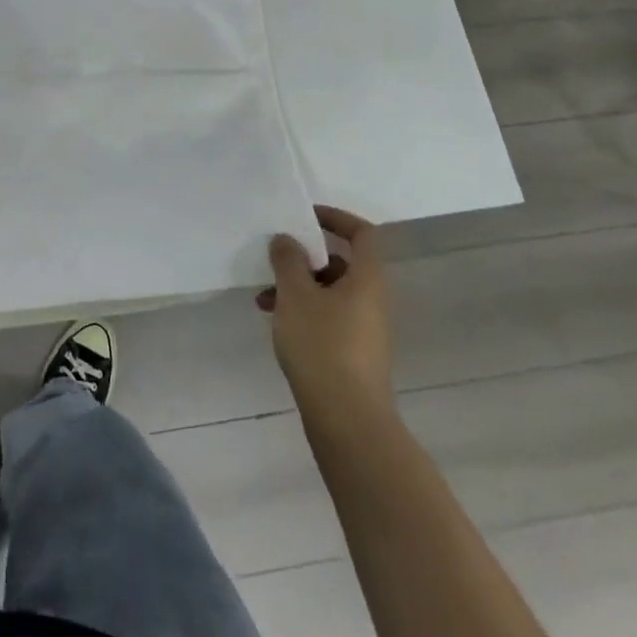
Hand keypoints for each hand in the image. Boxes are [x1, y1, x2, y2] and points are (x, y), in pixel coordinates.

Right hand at [257, 206, 395, 420]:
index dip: (335, 218)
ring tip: (264, 299)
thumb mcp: (296, 295)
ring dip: (297, 287)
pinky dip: (303, 311)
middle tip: (276, 260)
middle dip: (304, 258)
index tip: (304, 217)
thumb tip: (287, 240)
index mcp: (367, 279)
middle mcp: (372, 299)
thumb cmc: (323, 346)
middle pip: (341, 263)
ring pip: (329, 292)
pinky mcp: (353, 352)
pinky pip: (328, 316)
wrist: (347, 419)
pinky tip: (275, 322)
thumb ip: (288, 260)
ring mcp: (365, 328)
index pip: (362, 233)